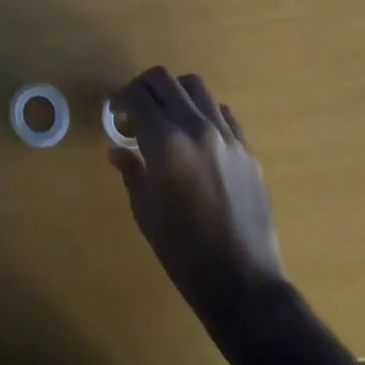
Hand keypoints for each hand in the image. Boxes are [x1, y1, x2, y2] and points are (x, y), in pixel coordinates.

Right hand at [109, 67, 285, 305]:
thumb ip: (132, 171)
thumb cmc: (184, 251)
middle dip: (144, 86)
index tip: (116, 110)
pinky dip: (205, 113)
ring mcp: (226, 136)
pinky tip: (199, 137)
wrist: (243, 284)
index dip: (121, 97)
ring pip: (196, 87)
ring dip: (176, 93)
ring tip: (169, 115)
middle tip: (137, 107)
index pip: (137, 94)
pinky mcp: (247, 150)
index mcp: (165, 142)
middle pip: (165, 80)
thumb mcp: (146, 212)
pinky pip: (223, 113)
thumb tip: (117, 151)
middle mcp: (196, 127)